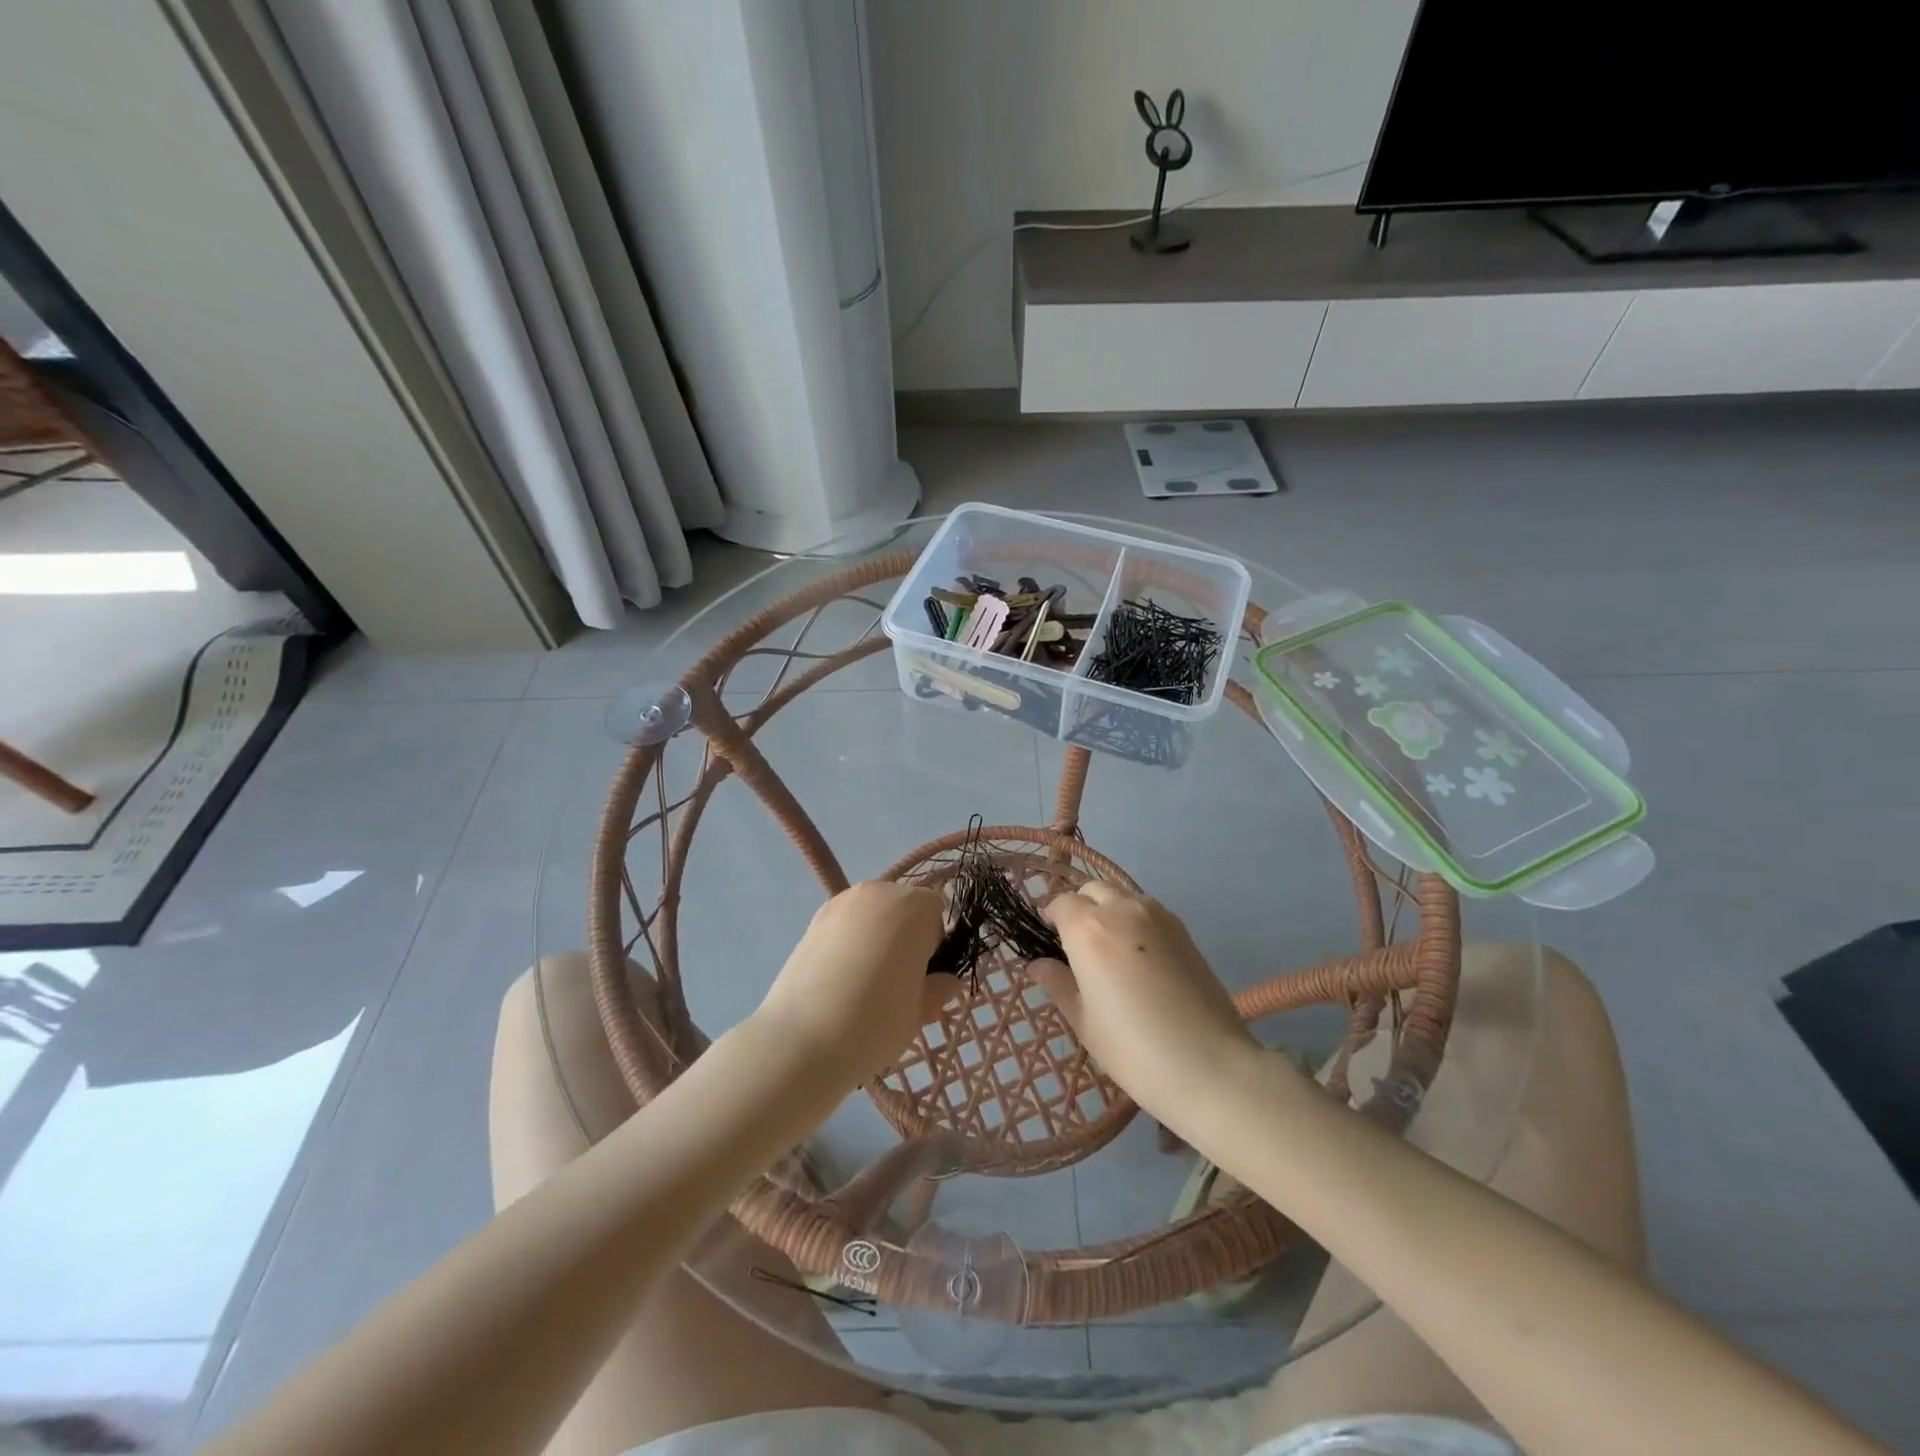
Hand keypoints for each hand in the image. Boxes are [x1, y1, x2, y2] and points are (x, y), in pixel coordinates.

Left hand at [753, 881, 958, 1085]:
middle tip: (898, 980)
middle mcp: (878, 892)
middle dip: (906, 935)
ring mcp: (841, 902)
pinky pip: (846, 924)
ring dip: (877, 936)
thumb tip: (946, 981)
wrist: (801, 1040)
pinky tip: (841, 978)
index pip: (937, 911)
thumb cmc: (875, 1022)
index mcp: (914, 907)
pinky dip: (851, 941)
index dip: (934, 943)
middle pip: (903, 906)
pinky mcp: (814, 919)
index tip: (923, 975)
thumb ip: (938, 989)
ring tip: (866, 980)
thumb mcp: (919, 1012)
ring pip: (873, 913)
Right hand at [1028, 883, 1260, 1124]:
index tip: (1050, 942)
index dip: (1051, 919)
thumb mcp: (1084, 1021)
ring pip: (1122, 895)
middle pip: (1092, 890)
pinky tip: (1139, 956)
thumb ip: (1058, 984)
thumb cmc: (1133, 1049)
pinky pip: (1147, 909)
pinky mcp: (1183, 928)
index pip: (1060, 904)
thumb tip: (1037, 965)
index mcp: (1088, 929)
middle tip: (1078, 947)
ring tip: (1111, 950)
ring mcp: (1157, 915)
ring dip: (1109, 909)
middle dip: (1080, 908)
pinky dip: (1134, 919)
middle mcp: (1121, 909)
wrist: (1209, 1065)